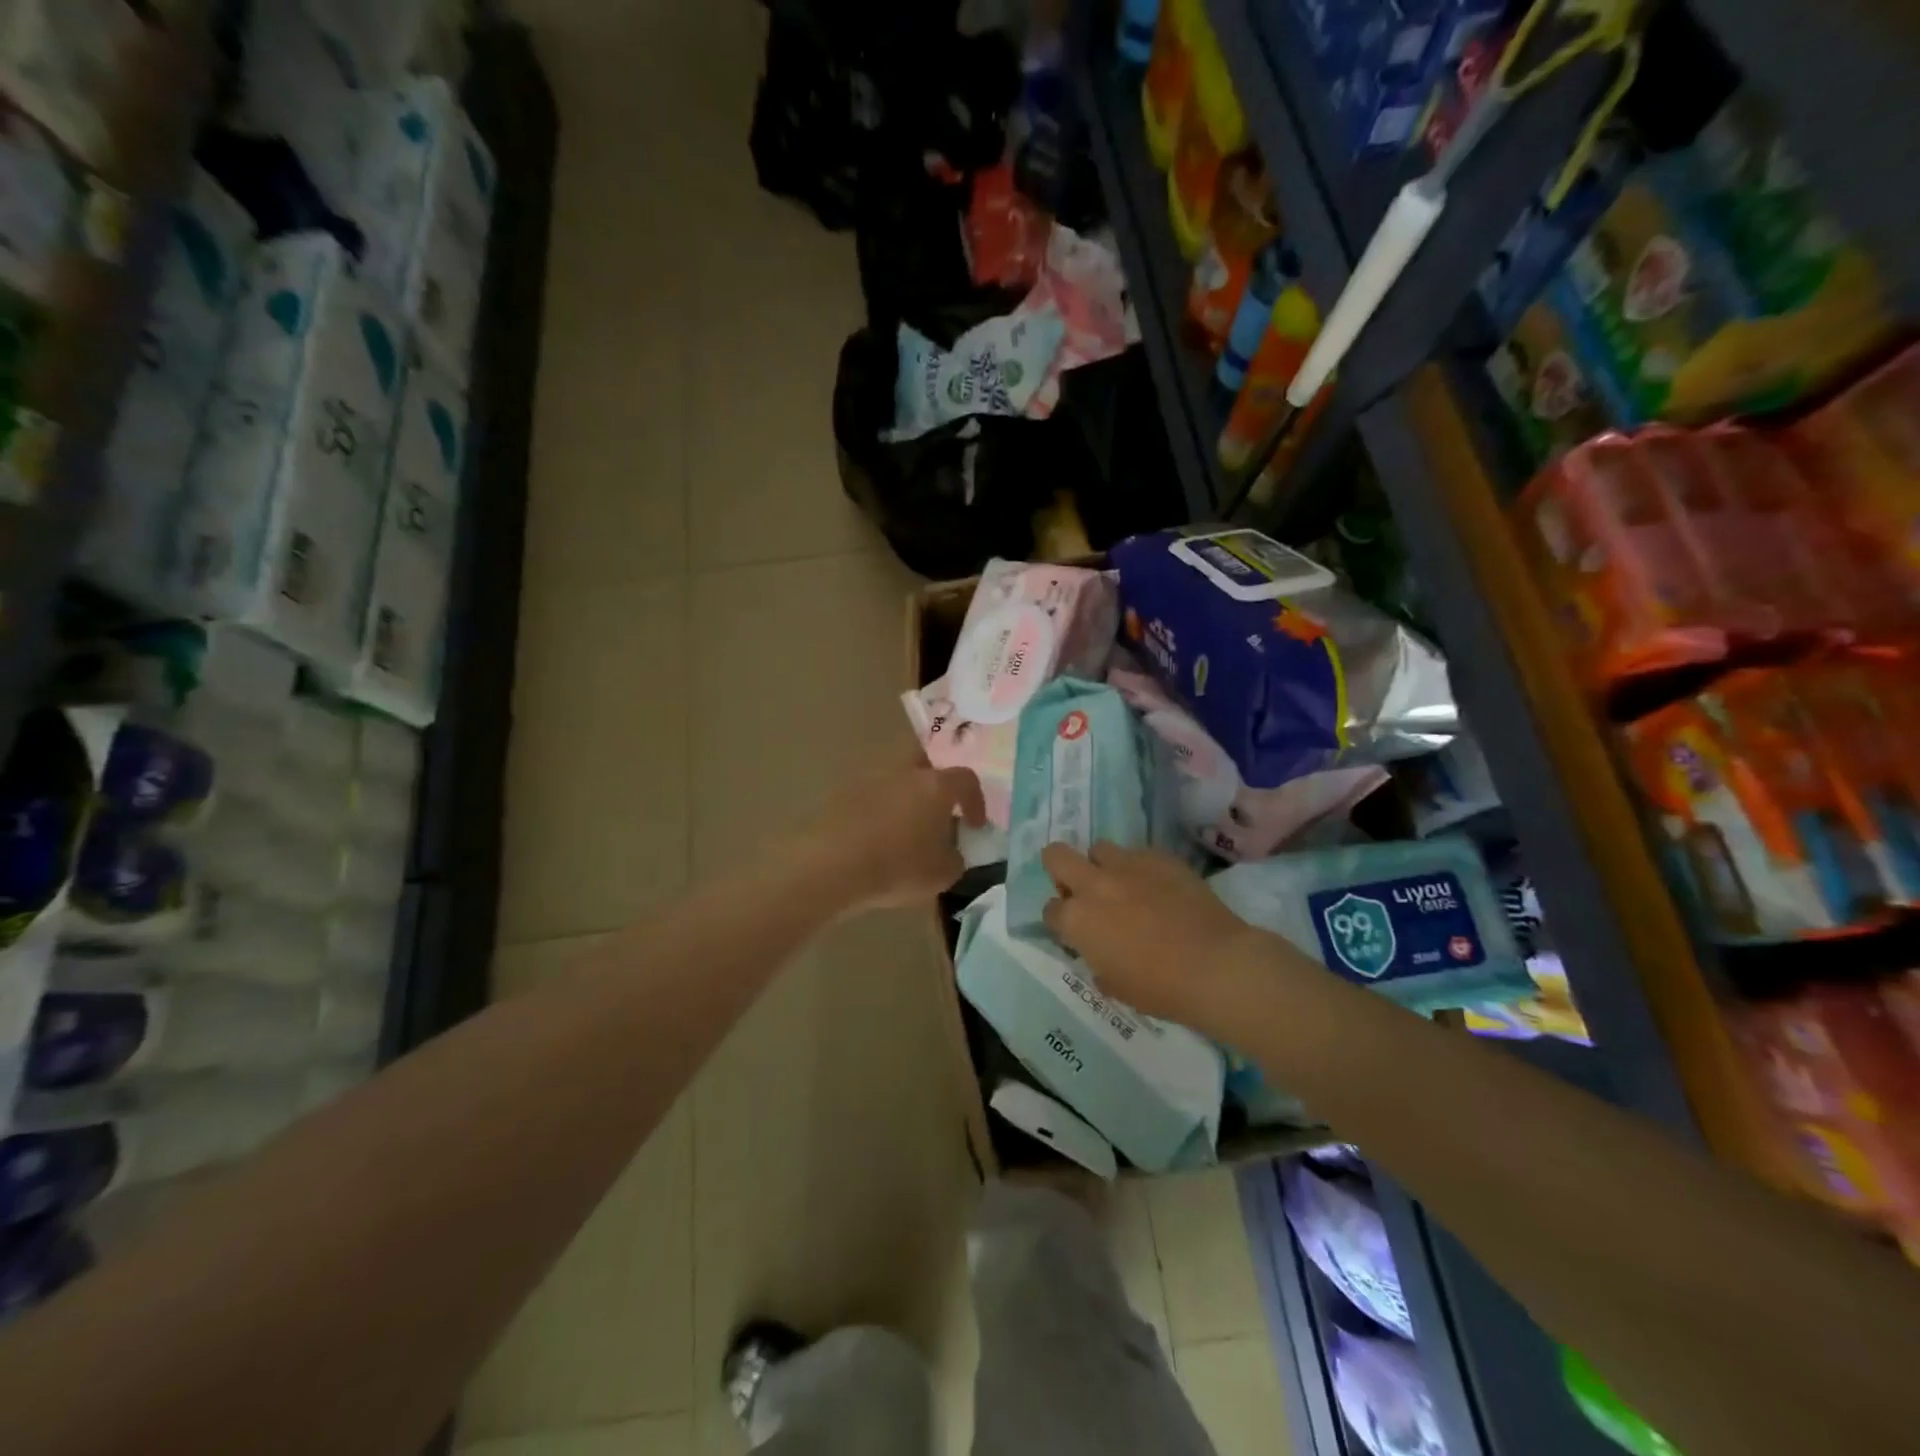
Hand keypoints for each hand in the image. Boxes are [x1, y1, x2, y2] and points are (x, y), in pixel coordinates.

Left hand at [796, 760, 986, 913]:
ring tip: (904, 827)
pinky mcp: (840, 792)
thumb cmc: (896, 867)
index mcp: (935, 785)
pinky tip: (875, 836)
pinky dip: (878, 809)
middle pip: (926, 762)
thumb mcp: (942, 874)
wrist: (829, 865)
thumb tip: (951, 850)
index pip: (966, 779)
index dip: (975, 801)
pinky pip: (870, 795)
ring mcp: (869, 777)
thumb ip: (955, 857)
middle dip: (935, 782)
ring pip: (895, 777)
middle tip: (938, 810)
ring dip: (904, 796)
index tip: (975, 825)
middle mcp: (904, 771)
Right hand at [1041, 842, 1281, 1036]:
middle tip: (1080, 888)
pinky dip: (1141, 869)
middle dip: (1060, 869)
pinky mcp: (1160, 857)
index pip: (1050, 909)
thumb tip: (1099, 952)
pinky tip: (1159, 888)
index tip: (1075, 930)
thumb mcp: (1116, 986)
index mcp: (1077, 920)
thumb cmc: (1161, 988)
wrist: (1215, 965)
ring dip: (1103, 866)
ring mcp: (1128, 865)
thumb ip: (1097, 962)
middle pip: (1056, 855)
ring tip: (1123, 885)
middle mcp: (1095, 885)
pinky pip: (1139, 853)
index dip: (1060, 920)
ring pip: (1099, 848)